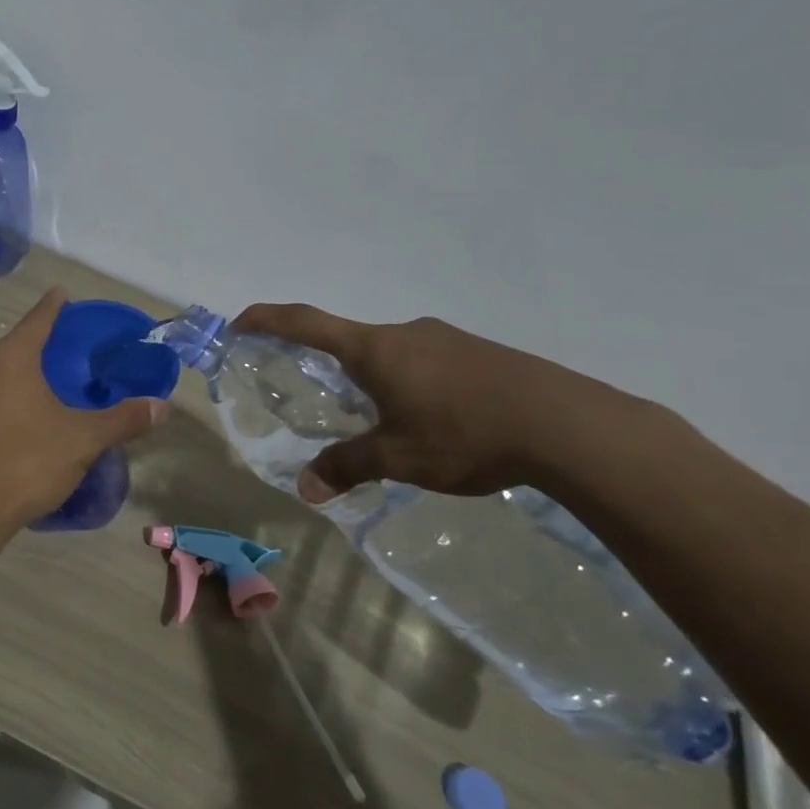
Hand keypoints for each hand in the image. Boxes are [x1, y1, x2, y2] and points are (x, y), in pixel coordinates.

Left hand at [0, 287, 170, 541]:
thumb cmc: (25, 462)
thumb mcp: (82, 440)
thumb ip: (123, 419)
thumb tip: (163, 406)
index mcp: (11, 356)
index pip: (39, 319)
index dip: (55, 306)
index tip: (64, 293)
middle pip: (15, 342)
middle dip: (40, 340)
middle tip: (69, 346)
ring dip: (20, 368)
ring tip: (48, 379)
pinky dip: (5, 390)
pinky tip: (22, 411)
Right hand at [232, 304, 625, 503]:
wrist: (569, 425)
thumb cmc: (465, 434)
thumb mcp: (398, 457)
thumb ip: (347, 467)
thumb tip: (306, 489)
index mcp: (374, 349)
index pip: (305, 322)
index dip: (267, 319)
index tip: (240, 322)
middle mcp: (405, 333)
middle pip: (350, 340)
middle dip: (329, 364)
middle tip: (323, 397)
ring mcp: (446, 338)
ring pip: (392, 353)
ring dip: (376, 377)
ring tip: (385, 420)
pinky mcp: (479, 352)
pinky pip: (426, 361)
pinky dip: (411, 382)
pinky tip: (434, 419)